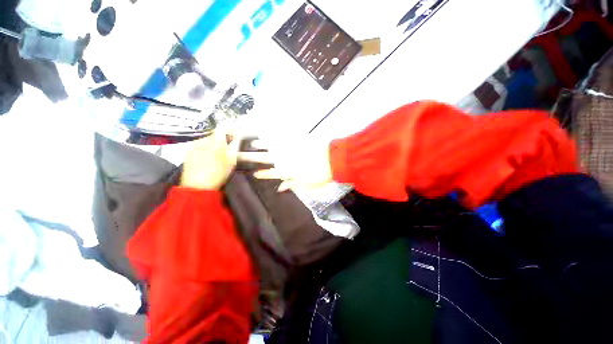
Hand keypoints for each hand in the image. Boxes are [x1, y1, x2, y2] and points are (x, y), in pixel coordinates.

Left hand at [181, 127, 240, 189]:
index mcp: (214, 142)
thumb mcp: (231, 162)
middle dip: (222, 139)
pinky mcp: (187, 153)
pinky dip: (205, 149)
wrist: (197, 187)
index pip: (223, 129)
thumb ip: (235, 148)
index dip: (231, 131)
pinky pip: (199, 146)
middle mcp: (202, 140)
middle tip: (228, 148)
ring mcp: (193, 146)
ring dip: (214, 144)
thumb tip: (238, 138)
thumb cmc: (218, 174)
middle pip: (214, 134)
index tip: (236, 137)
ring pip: (206, 140)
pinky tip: (208, 158)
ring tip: (218, 154)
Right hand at [238, 137, 332, 191]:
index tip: (253, 173)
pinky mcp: (296, 139)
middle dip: (250, 157)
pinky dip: (274, 134)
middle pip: (264, 158)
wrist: (332, 160)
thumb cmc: (320, 175)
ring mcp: (289, 148)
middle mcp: (284, 159)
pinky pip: (282, 136)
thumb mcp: (306, 185)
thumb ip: (291, 185)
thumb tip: (279, 188)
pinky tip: (268, 131)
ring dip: (260, 145)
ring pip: (270, 146)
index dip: (262, 174)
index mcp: (286, 171)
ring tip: (250, 143)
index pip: (270, 173)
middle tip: (237, 155)